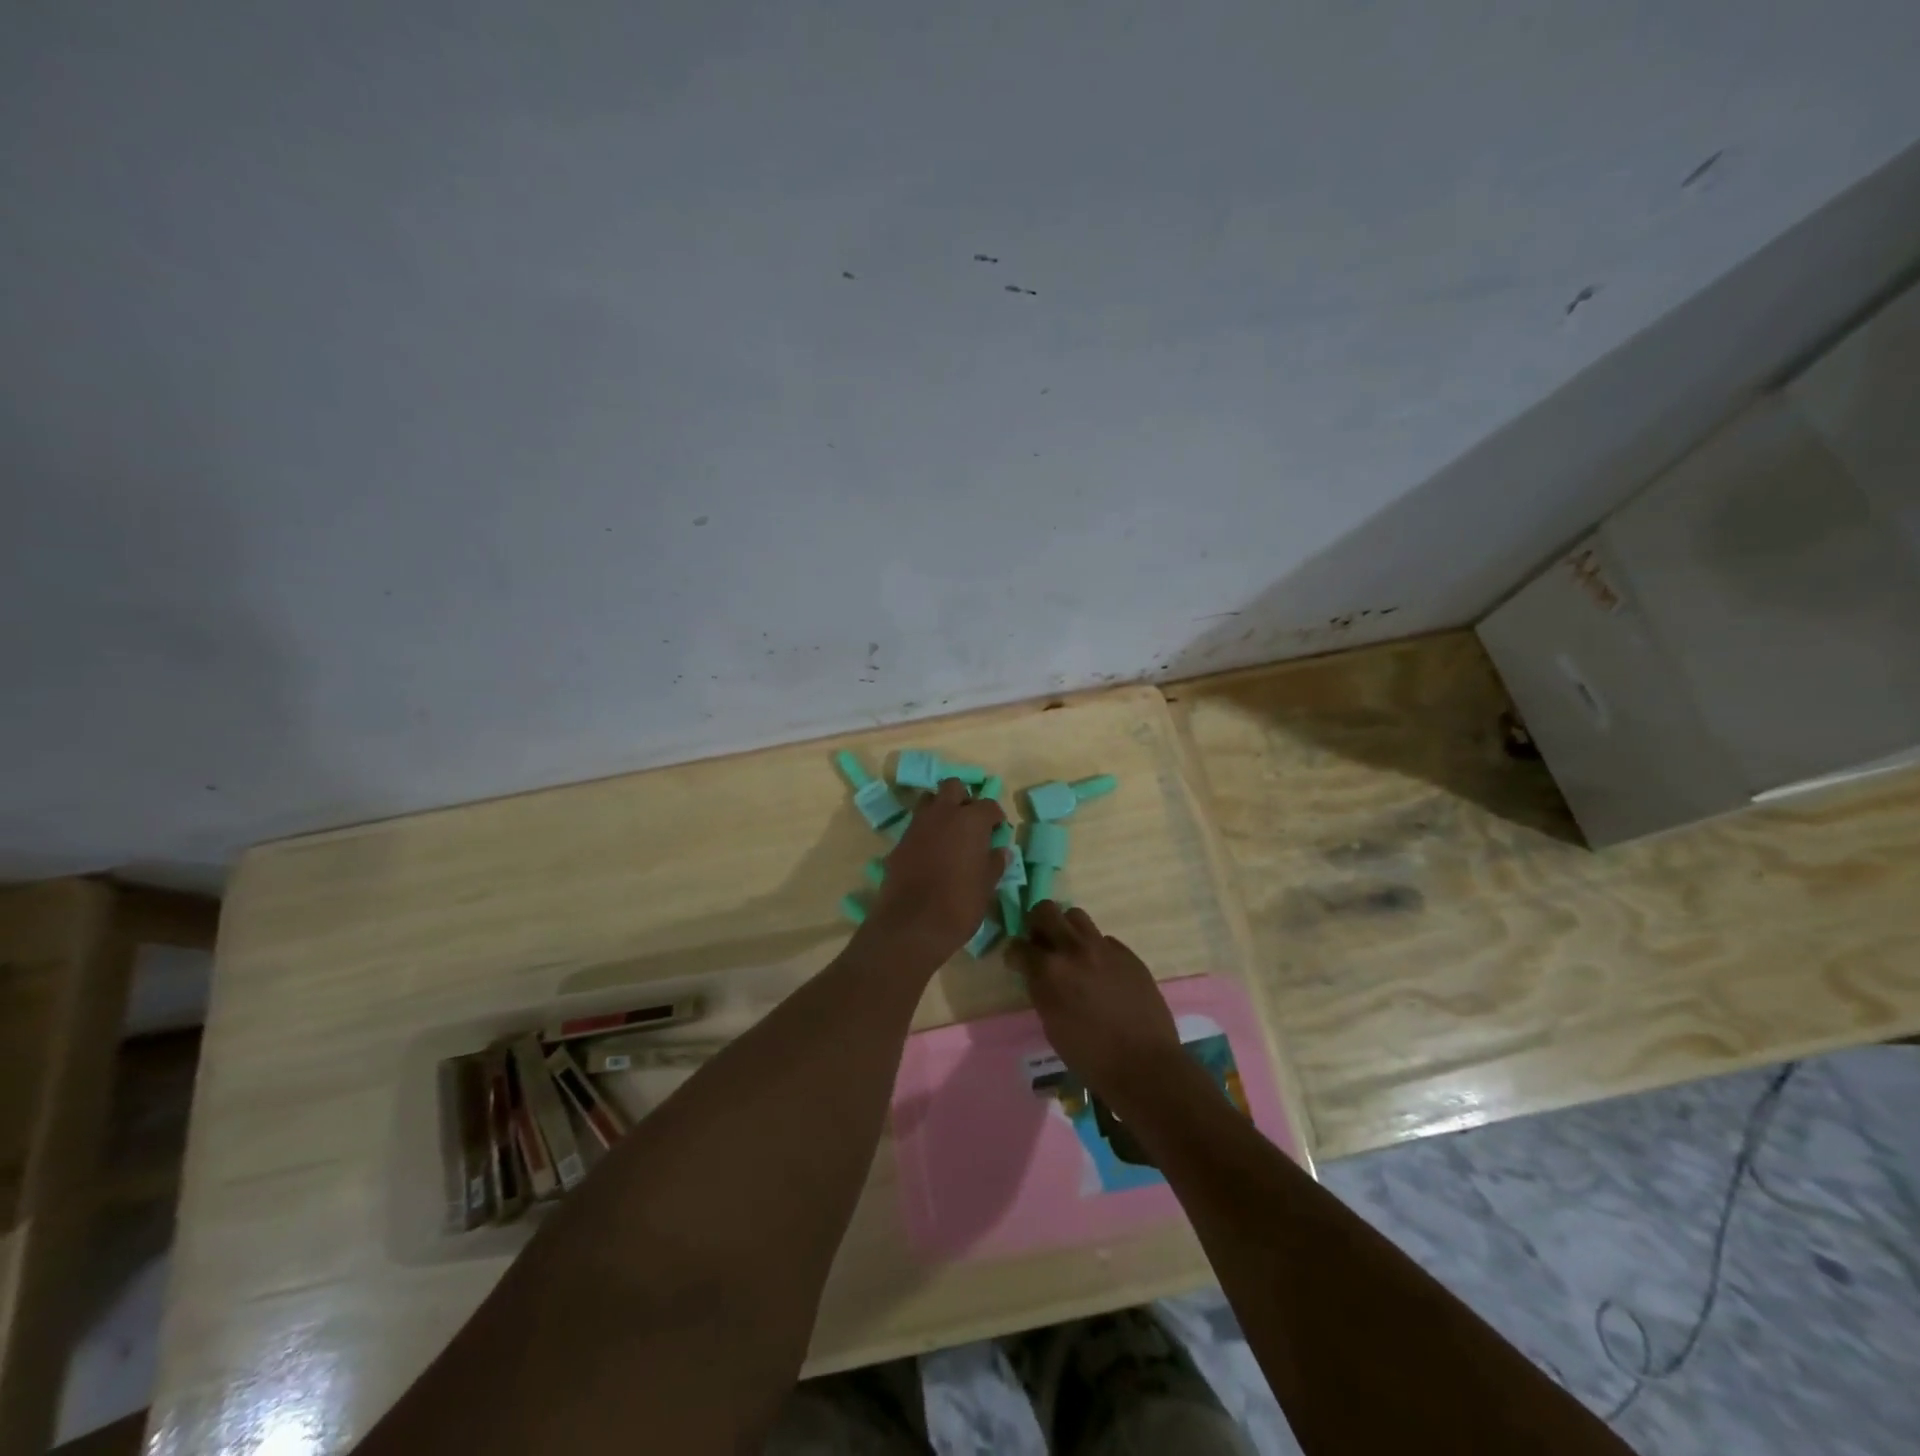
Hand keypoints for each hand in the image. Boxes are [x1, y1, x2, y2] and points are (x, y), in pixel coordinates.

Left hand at [870, 779, 1006, 962]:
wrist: (912, 925)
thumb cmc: (959, 904)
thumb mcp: (986, 886)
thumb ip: (994, 864)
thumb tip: (1000, 851)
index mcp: (970, 821)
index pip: (988, 805)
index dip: (995, 817)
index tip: (998, 830)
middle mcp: (942, 814)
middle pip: (952, 787)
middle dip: (963, 799)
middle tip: (971, 822)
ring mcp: (916, 826)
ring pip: (929, 802)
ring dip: (940, 811)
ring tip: (949, 834)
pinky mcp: (898, 843)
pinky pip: (915, 826)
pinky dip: (925, 832)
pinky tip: (931, 854)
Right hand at [1010, 902, 1183, 1108]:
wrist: (1144, 1065)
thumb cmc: (1090, 1056)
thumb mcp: (1051, 1024)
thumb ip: (1042, 990)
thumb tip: (1038, 975)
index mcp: (1049, 971)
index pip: (1018, 946)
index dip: (1014, 954)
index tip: (1017, 962)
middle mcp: (1073, 949)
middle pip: (1045, 911)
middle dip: (1036, 924)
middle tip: (1041, 944)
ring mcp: (1103, 948)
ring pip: (1076, 916)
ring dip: (1067, 929)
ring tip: (1071, 952)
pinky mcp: (1128, 953)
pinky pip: (1104, 940)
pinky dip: (1096, 950)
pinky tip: (1102, 973)